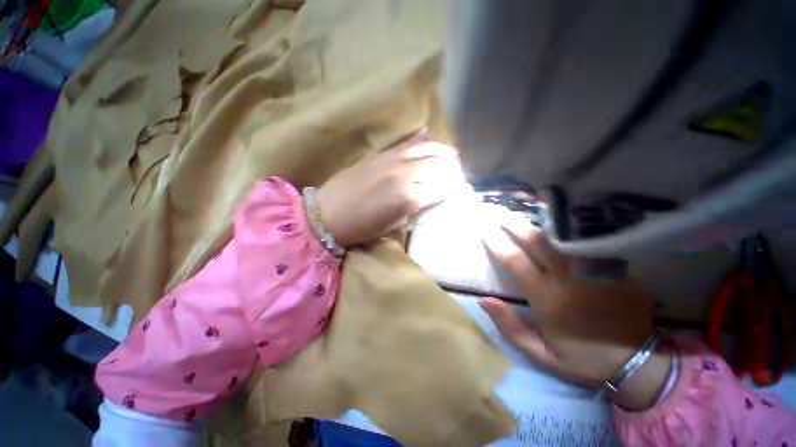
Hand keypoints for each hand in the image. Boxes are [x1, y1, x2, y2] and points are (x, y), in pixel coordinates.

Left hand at [317, 130, 463, 247]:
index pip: (443, 187)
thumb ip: (415, 207)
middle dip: (453, 168)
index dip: (456, 188)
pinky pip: (406, 144)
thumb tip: (431, 195)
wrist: (328, 213)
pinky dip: (421, 141)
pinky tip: (429, 138)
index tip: (462, 190)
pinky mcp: (381, 155)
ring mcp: (392, 160)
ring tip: (451, 156)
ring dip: (442, 151)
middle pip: (439, 164)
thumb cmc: (362, 227)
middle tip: (459, 173)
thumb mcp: (394, 224)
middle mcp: (405, 174)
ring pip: (426, 149)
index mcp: (409, 197)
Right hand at [479, 214, 671, 410]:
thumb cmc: (582, 357)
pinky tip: (564, 224)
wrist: (637, 362)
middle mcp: (568, 279)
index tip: (487, 232)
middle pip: (538, 242)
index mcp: (547, 298)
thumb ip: (510, 326)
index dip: (498, 244)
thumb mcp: (540, 353)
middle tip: (504, 216)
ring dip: (542, 224)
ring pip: (564, 237)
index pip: (515, 261)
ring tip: (529, 213)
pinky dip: (573, 231)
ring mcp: (595, 270)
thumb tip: (483, 299)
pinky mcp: (616, 267)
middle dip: (517, 226)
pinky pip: (590, 242)